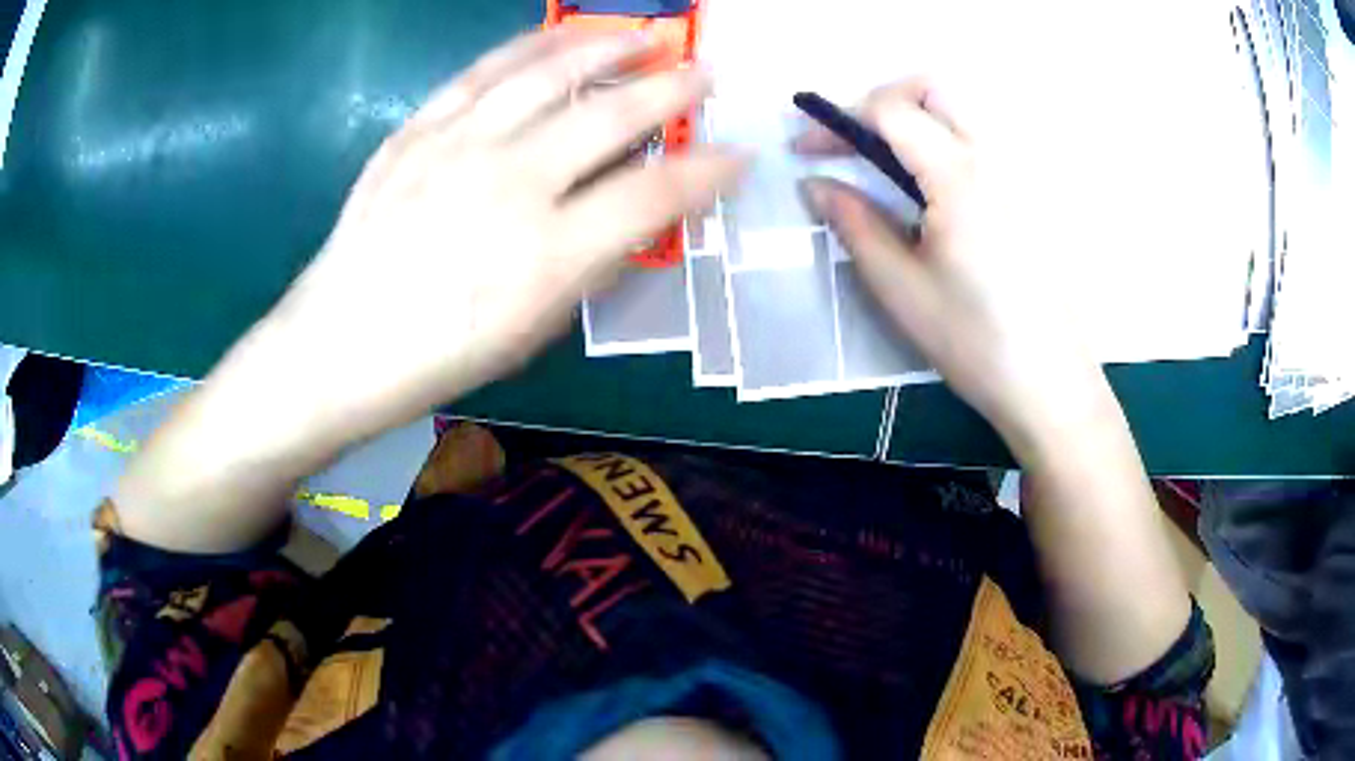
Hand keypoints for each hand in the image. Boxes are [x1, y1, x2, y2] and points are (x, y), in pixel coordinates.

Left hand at [271, 29, 745, 431]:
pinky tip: (558, 38)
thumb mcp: (531, 334)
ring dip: (607, 48)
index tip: (737, 155)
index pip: (653, 195)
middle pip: (610, 116)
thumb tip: (633, 216)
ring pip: (548, 75)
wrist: (339, 344)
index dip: (707, 172)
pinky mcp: (417, 131)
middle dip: (672, 90)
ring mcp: (456, 147)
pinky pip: (482, 74)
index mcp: (545, 256)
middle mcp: (508, 185)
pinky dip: (528, 49)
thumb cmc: (438, 357)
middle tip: (704, 72)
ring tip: (644, 34)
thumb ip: (589, 266)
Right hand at [796, 80, 1102, 446]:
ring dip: (916, 116)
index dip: (838, 118)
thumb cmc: (973, 340)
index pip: (891, 110)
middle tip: (854, 139)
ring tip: (887, 161)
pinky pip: (983, 139)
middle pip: (934, 87)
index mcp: (959, 176)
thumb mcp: (899, 287)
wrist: (1048, 382)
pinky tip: (934, 187)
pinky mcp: (1031, 194)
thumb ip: (853, 223)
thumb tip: (814, 184)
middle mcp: (995, 157)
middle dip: (882, 98)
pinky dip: (945, 139)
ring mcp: (1020, 173)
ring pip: (962, 109)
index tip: (807, 149)